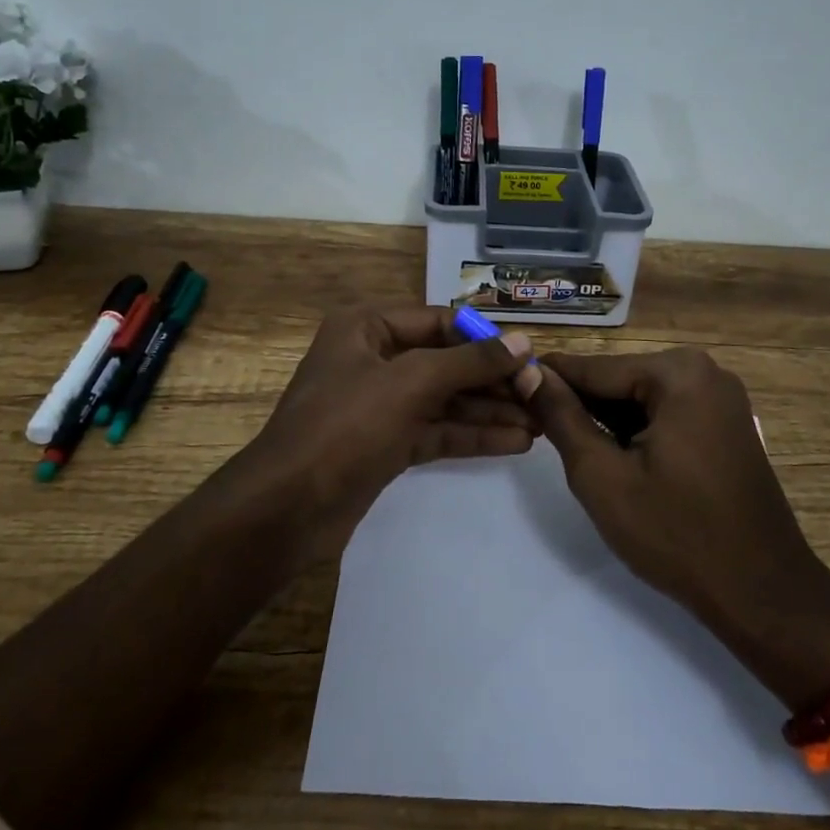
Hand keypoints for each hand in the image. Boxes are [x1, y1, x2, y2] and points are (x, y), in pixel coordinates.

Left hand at [243, 306, 541, 561]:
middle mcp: (374, 359)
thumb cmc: (345, 425)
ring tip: (541, 422)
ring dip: (490, 410)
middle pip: (446, 362)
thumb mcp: (411, 383)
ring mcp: (381, 404)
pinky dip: (473, 435)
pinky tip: (517, 442)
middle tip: (542, 395)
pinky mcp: (387, 444)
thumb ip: (469, 363)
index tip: (529, 356)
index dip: (484, 338)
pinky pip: (438, 431)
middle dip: (493, 380)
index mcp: (367, 327)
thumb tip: (522, 343)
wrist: (287, 508)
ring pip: (446, 400)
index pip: (439, 321)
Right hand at [532, 348, 829, 703]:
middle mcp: (704, 370)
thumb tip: (528, 373)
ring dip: (607, 422)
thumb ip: (561, 417)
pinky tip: (616, 460)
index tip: (506, 388)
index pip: (593, 368)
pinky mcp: (726, 422)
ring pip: (640, 398)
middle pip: (618, 380)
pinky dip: (637, 432)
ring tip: (572, 451)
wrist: (763, 593)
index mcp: (677, 372)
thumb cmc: (677, 534)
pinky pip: (666, 414)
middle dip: (580, 406)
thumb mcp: (602, 475)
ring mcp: (720, 396)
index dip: (547, 382)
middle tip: (538, 435)